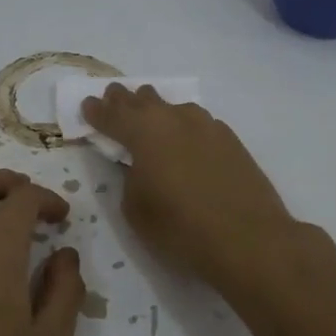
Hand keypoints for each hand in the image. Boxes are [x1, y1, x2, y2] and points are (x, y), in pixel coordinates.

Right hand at [82, 84, 298, 291]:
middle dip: (125, 100)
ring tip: (149, 113)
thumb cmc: (181, 229)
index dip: (96, 111)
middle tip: (114, 97)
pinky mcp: (231, 140)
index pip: (112, 115)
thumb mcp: (136, 209)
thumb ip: (130, 177)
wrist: (248, 239)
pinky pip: (198, 122)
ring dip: (157, 108)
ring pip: (174, 107)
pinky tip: (185, 137)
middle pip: (144, 100)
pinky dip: (183, 125)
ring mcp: (208, 126)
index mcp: (144, 133)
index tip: (87, 105)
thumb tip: (138, 165)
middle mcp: (175, 119)